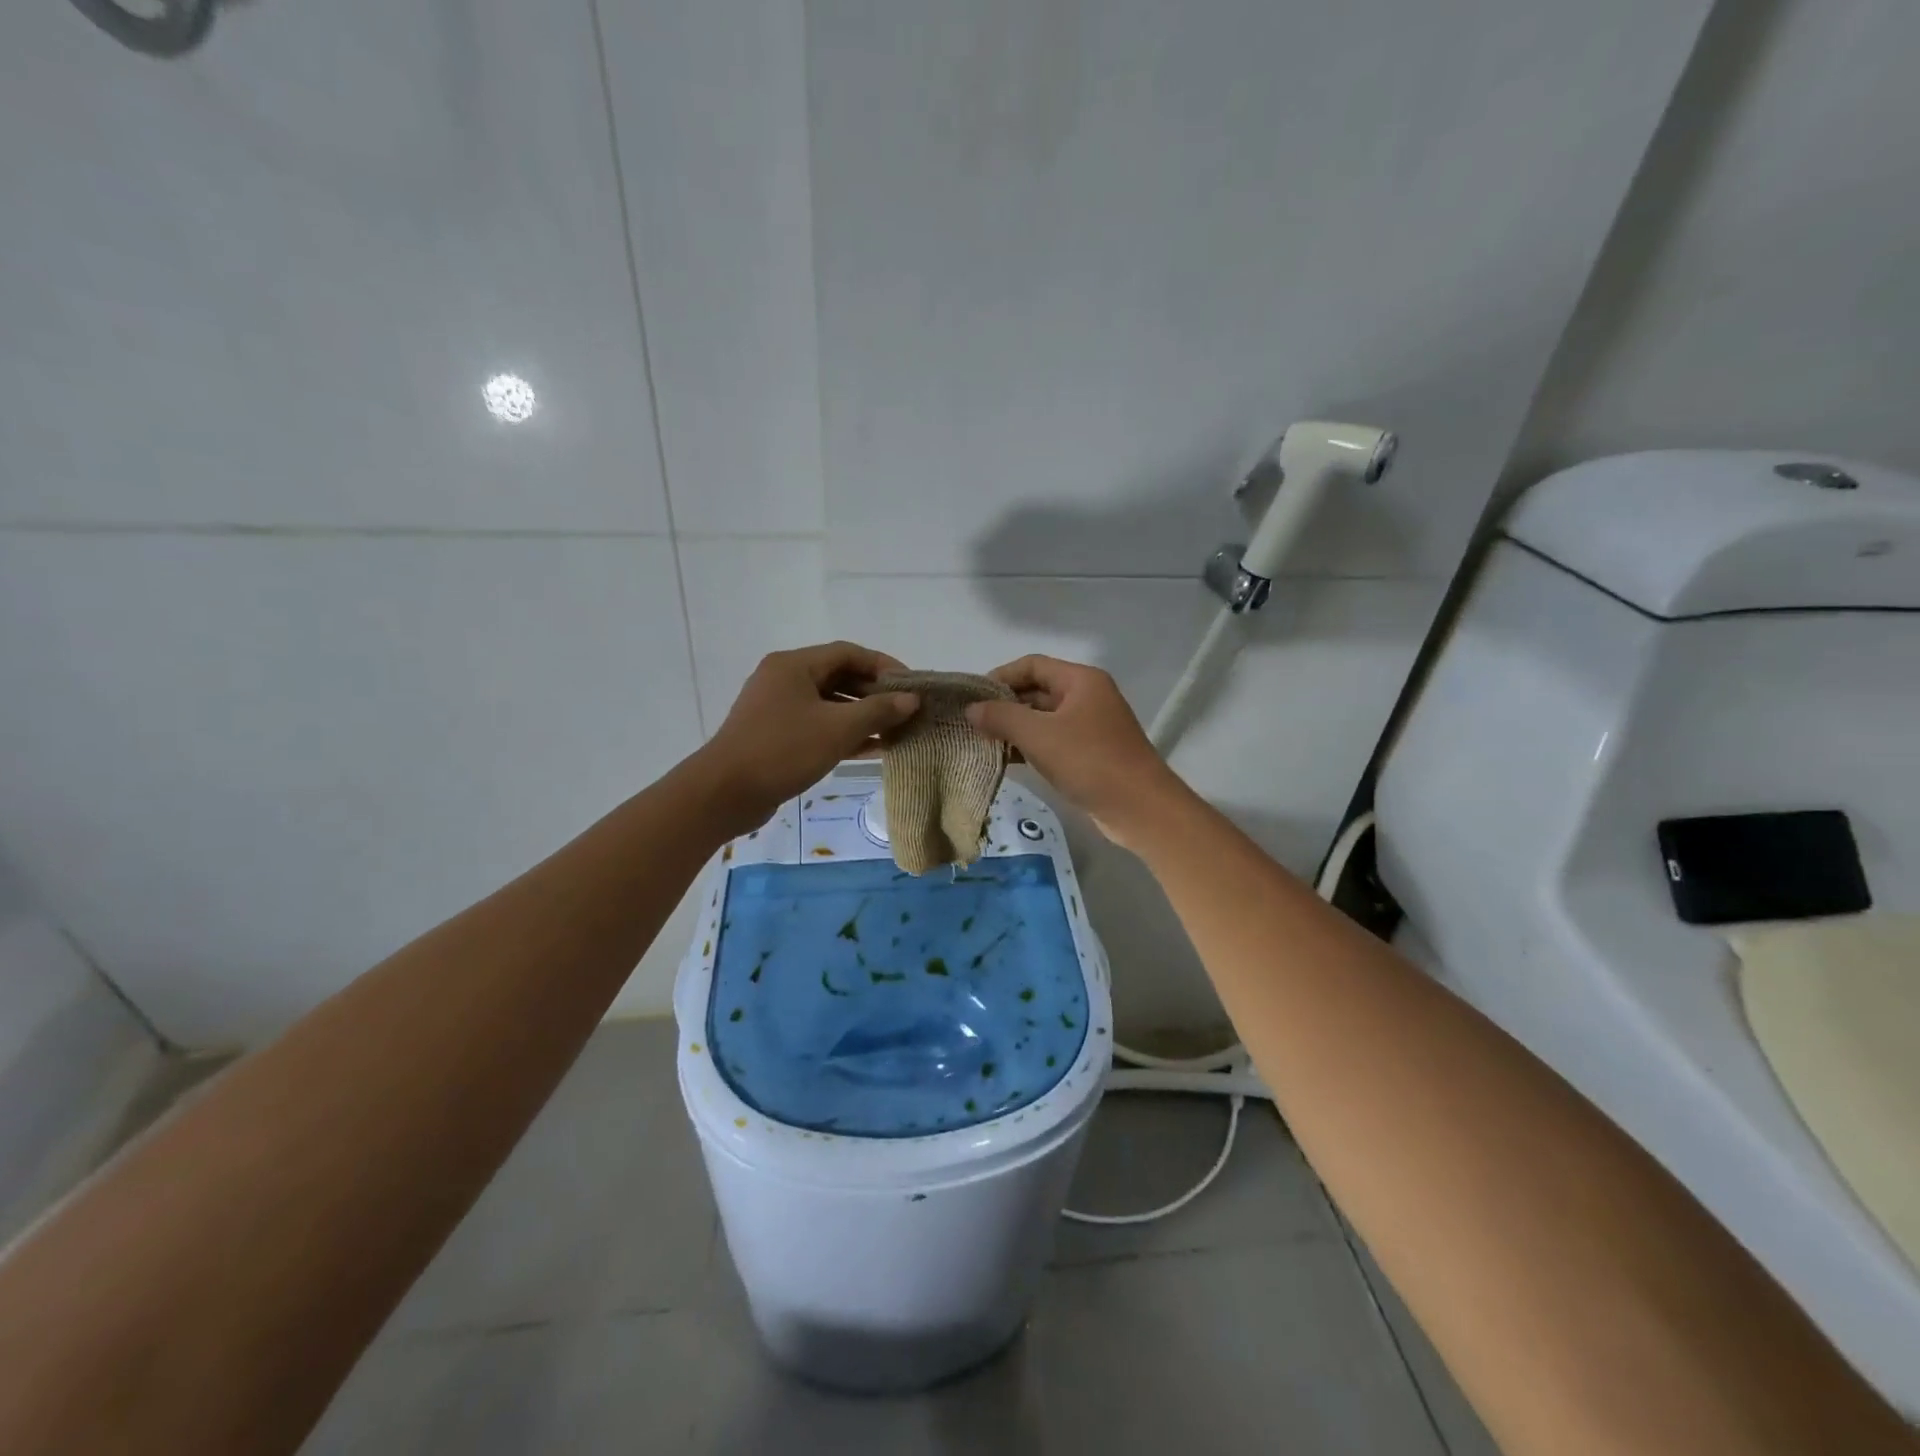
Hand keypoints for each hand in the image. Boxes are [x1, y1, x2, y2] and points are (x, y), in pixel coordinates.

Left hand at [695, 642, 918, 833]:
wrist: (724, 793)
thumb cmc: (783, 751)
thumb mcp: (837, 729)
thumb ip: (878, 711)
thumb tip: (911, 700)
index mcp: (794, 665)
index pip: (849, 653)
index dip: (884, 666)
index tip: (912, 686)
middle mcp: (784, 679)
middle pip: (839, 676)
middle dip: (875, 694)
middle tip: (907, 711)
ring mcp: (778, 708)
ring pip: (830, 704)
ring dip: (862, 716)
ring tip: (896, 732)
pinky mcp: (776, 735)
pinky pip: (818, 725)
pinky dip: (844, 733)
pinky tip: (872, 749)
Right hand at [966, 655, 1191, 849]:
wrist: (1140, 808)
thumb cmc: (1090, 762)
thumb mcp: (1039, 736)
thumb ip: (1002, 717)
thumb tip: (971, 709)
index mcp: (1081, 680)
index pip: (1032, 665)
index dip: (1000, 677)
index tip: (973, 698)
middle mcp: (1088, 696)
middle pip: (1038, 690)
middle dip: (1005, 705)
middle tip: (973, 724)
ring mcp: (1091, 726)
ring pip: (1044, 718)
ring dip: (1015, 729)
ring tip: (983, 743)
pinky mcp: (1091, 753)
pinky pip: (1054, 741)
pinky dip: (1031, 747)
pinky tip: (1007, 761)